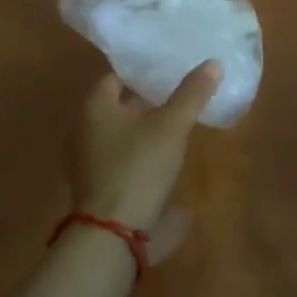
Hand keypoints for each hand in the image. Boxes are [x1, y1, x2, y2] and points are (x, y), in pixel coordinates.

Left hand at [69, 62, 220, 240]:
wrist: (113, 233)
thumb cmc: (138, 168)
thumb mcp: (171, 127)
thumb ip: (192, 94)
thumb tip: (213, 63)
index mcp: (94, 107)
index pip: (116, 77)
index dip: (142, 72)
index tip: (169, 70)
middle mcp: (82, 129)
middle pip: (116, 105)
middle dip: (144, 100)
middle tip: (178, 94)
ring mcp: (86, 160)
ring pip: (118, 133)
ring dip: (142, 128)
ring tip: (176, 125)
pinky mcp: (96, 186)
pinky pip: (119, 158)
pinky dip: (138, 153)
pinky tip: (162, 159)